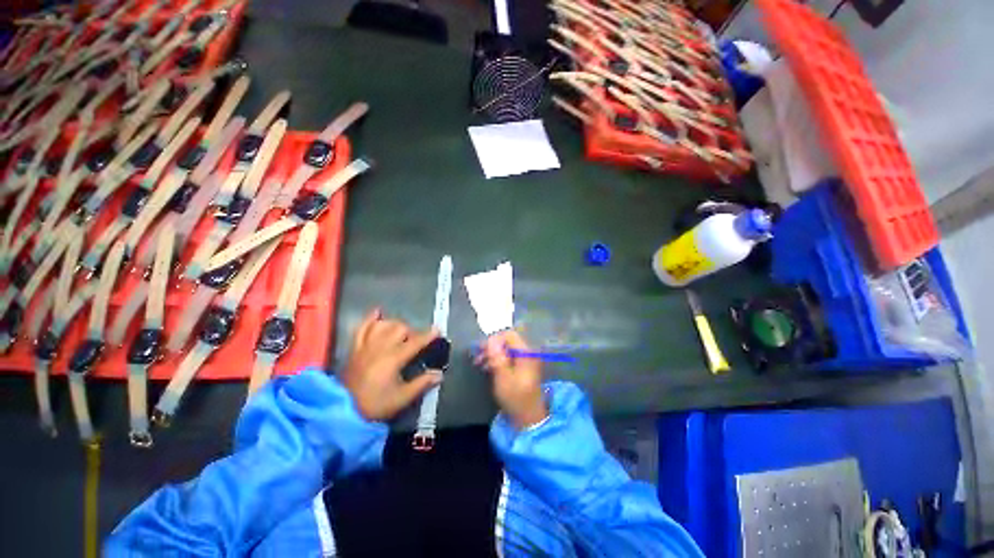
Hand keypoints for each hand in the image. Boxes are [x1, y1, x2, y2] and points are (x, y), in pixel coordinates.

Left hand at [341, 308, 442, 420]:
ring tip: (399, 332)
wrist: (343, 411)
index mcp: (393, 359)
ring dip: (394, 325)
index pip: (415, 342)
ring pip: (383, 325)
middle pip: (400, 328)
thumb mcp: (402, 398)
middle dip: (411, 332)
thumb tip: (439, 374)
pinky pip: (361, 328)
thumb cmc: (375, 404)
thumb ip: (422, 384)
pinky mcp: (355, 348)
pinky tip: (377, 312)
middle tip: (415, 341)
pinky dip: (370, 319)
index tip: (437, 330)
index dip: (428, 336)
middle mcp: (380, 347)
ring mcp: (365, 346)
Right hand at [476, 330, 547, 429]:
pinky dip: (498, 359)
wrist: (528, 417)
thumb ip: (497, 357)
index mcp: (526, 352)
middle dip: (491, 347)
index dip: (494, 340)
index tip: (480, 350)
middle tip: (477, 357)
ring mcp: (527, 359)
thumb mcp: (503, 378)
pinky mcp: (523, 366)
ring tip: (480, 363)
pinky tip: (488, 367)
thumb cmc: (515, 398)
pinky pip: (509, 356)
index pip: (509, 335)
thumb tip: (490, 339)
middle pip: (507, 341)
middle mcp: (528, 352)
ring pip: (507, 348)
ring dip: (493, 353)